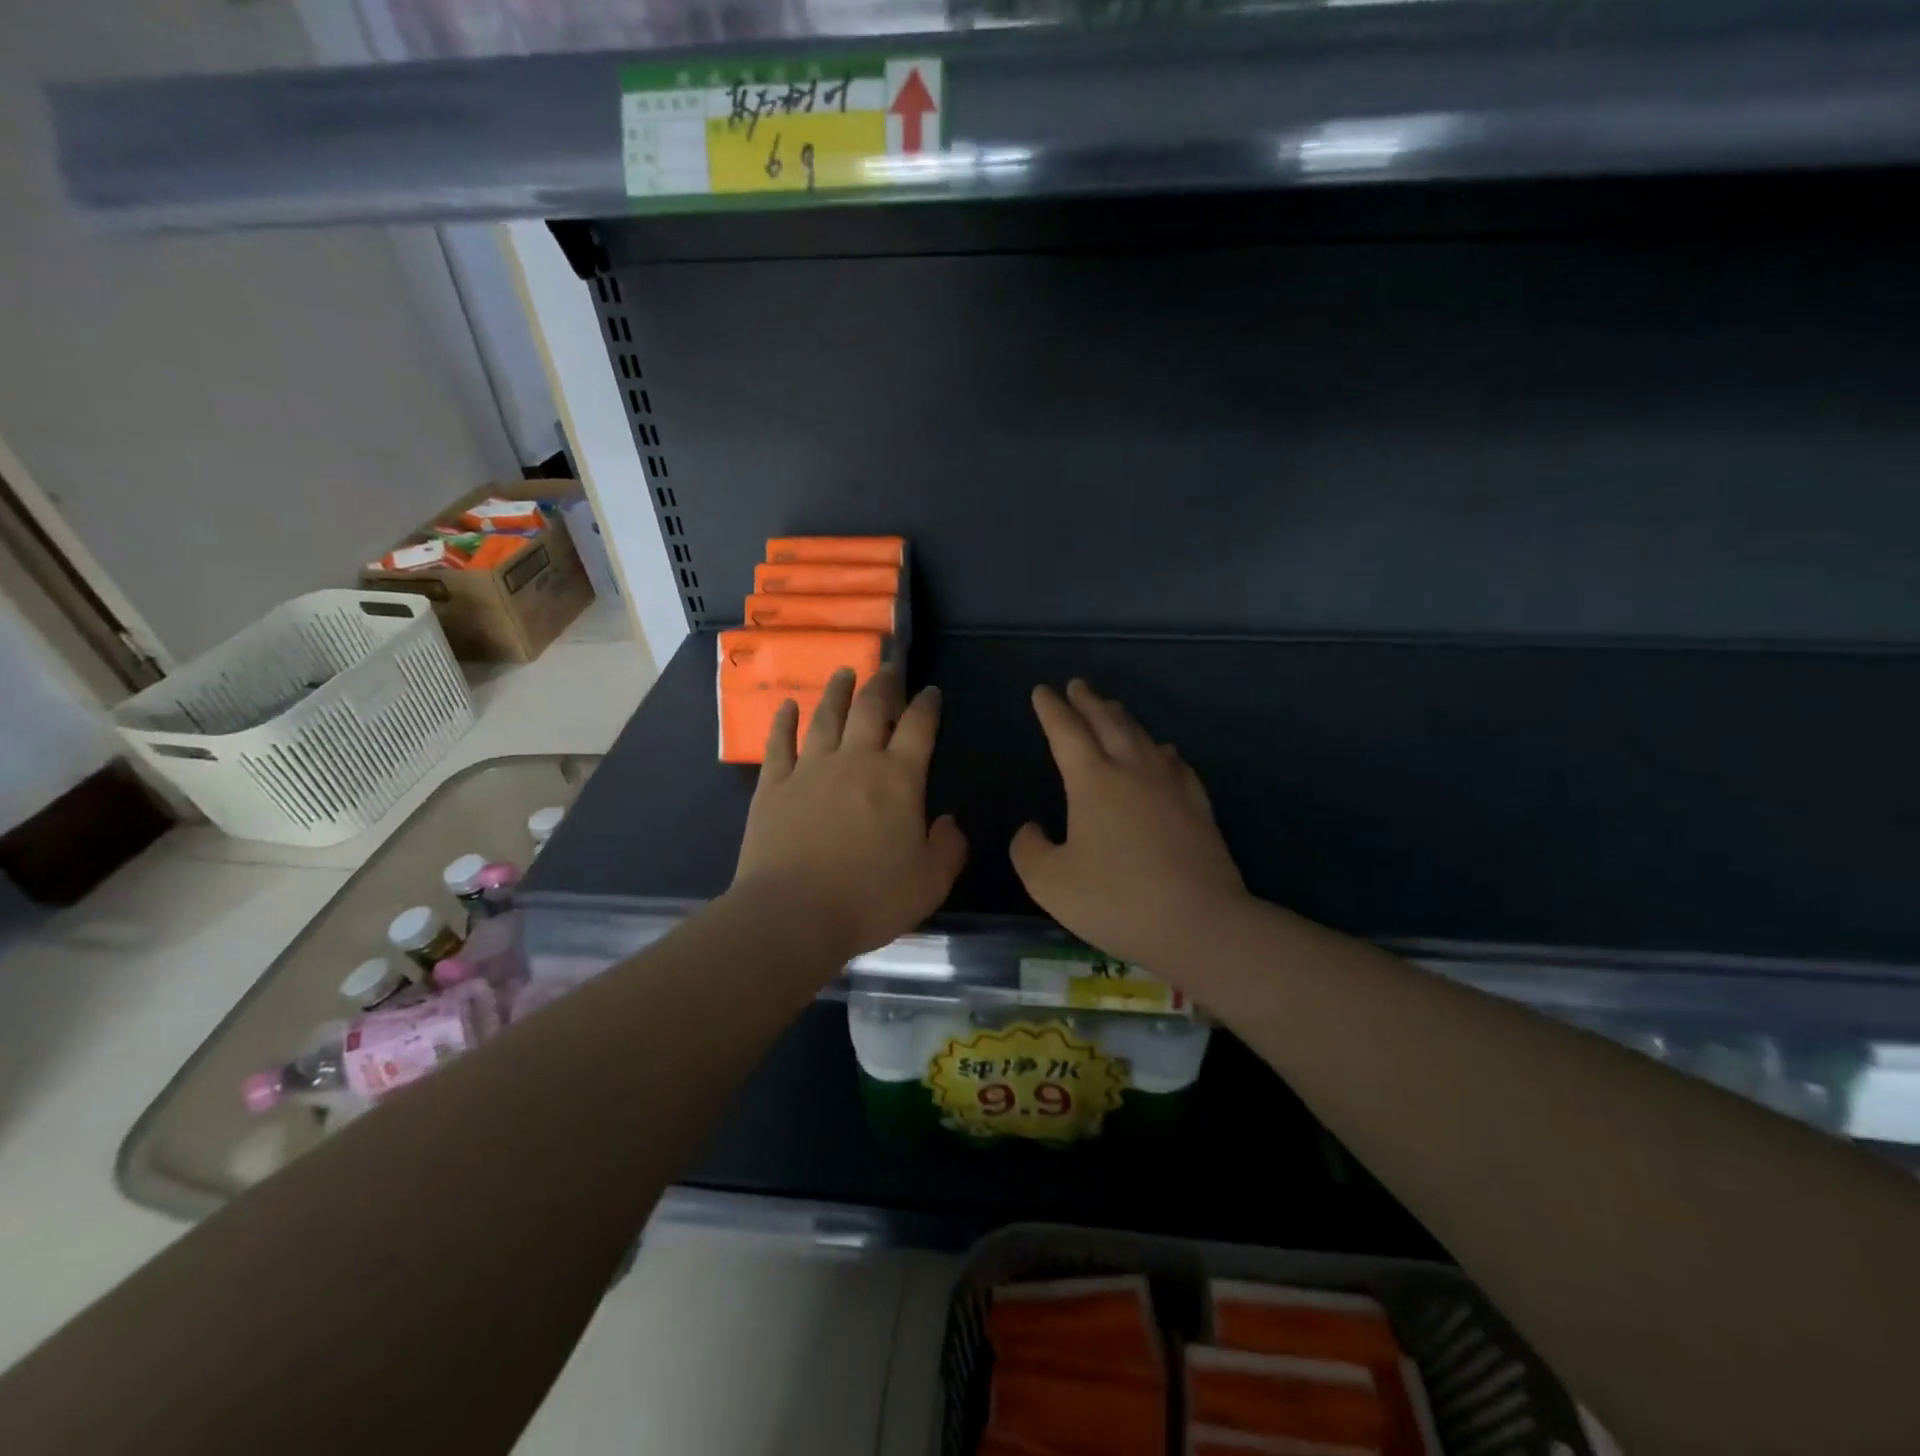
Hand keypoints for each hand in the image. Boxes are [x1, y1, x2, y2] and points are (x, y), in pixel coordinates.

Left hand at [732, 668, 967, 960]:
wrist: (794, 914)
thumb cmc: (870, 898)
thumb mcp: (931, 881)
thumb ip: (949, 846)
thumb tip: (949, 822)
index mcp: (898, 778)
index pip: (919, 727)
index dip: (927, 705)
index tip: (931, 692)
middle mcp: (855, 760)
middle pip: (870, 708)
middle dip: (884, 684)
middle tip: (889, 668)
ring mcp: (810, 769)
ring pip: (826, 716)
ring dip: (837, 691)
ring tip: (844, 673)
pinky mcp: (774, 786)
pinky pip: (779, 744)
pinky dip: (784, 722)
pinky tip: (787, 707)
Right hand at [1011, 680, 1247, 971]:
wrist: (1198, 923)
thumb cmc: (1116, 900)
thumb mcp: (1049, 881)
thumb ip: (1029, 849)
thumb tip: (1032, 829)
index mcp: (1093, 781)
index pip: (1066, 732)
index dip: (1051, 710)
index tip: (1042, 691)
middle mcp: (1133, 771)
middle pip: (1108, 723)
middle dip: (1088, 701)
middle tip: (1077, 686)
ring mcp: (1171, 786)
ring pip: (1143, 737)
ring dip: (1123, 718)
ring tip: (1113, 708)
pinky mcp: (1198, 807)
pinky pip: (1177, 764)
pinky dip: (1162, 750)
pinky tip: (1164, 752)